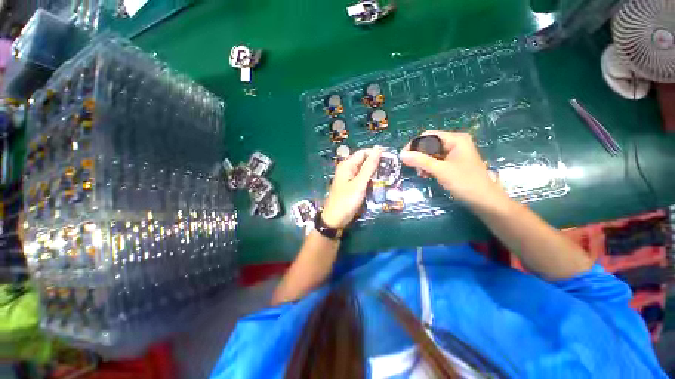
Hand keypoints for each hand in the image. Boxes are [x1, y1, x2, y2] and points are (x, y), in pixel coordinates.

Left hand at [322, 147, 382, 228]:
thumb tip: (378, 149)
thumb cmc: (346, 201)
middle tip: (390, 170)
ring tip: (387, 177)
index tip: (390, 159)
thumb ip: (369, 167)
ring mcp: (349, 178)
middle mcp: (347, 169)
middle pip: (364, 161)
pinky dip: (370, 180)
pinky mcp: (351, 186)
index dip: (376, 153)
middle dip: (376, 164)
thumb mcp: (359, 183)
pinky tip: (378, 184)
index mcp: (347, 165)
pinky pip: (362, 179)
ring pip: (364, 171)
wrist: (335, 219)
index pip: (363, 152)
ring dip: (374, 173)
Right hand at [399, 131, 507, 208]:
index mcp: (455, 139)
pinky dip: (429, 167)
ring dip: (423, 163)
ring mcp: (454, 153)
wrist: (484, 201)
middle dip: (419, 156)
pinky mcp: (453, 163)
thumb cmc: (465, 182)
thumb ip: (420, 161)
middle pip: (429, 144)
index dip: (414, 145)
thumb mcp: (440, 170)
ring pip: (431, 154)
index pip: (428, 136)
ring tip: (421, 173)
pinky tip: (426, 175)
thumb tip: (401, 154)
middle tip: (413, 167)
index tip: (403, 156)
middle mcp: (455, 143)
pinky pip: (436, 161)